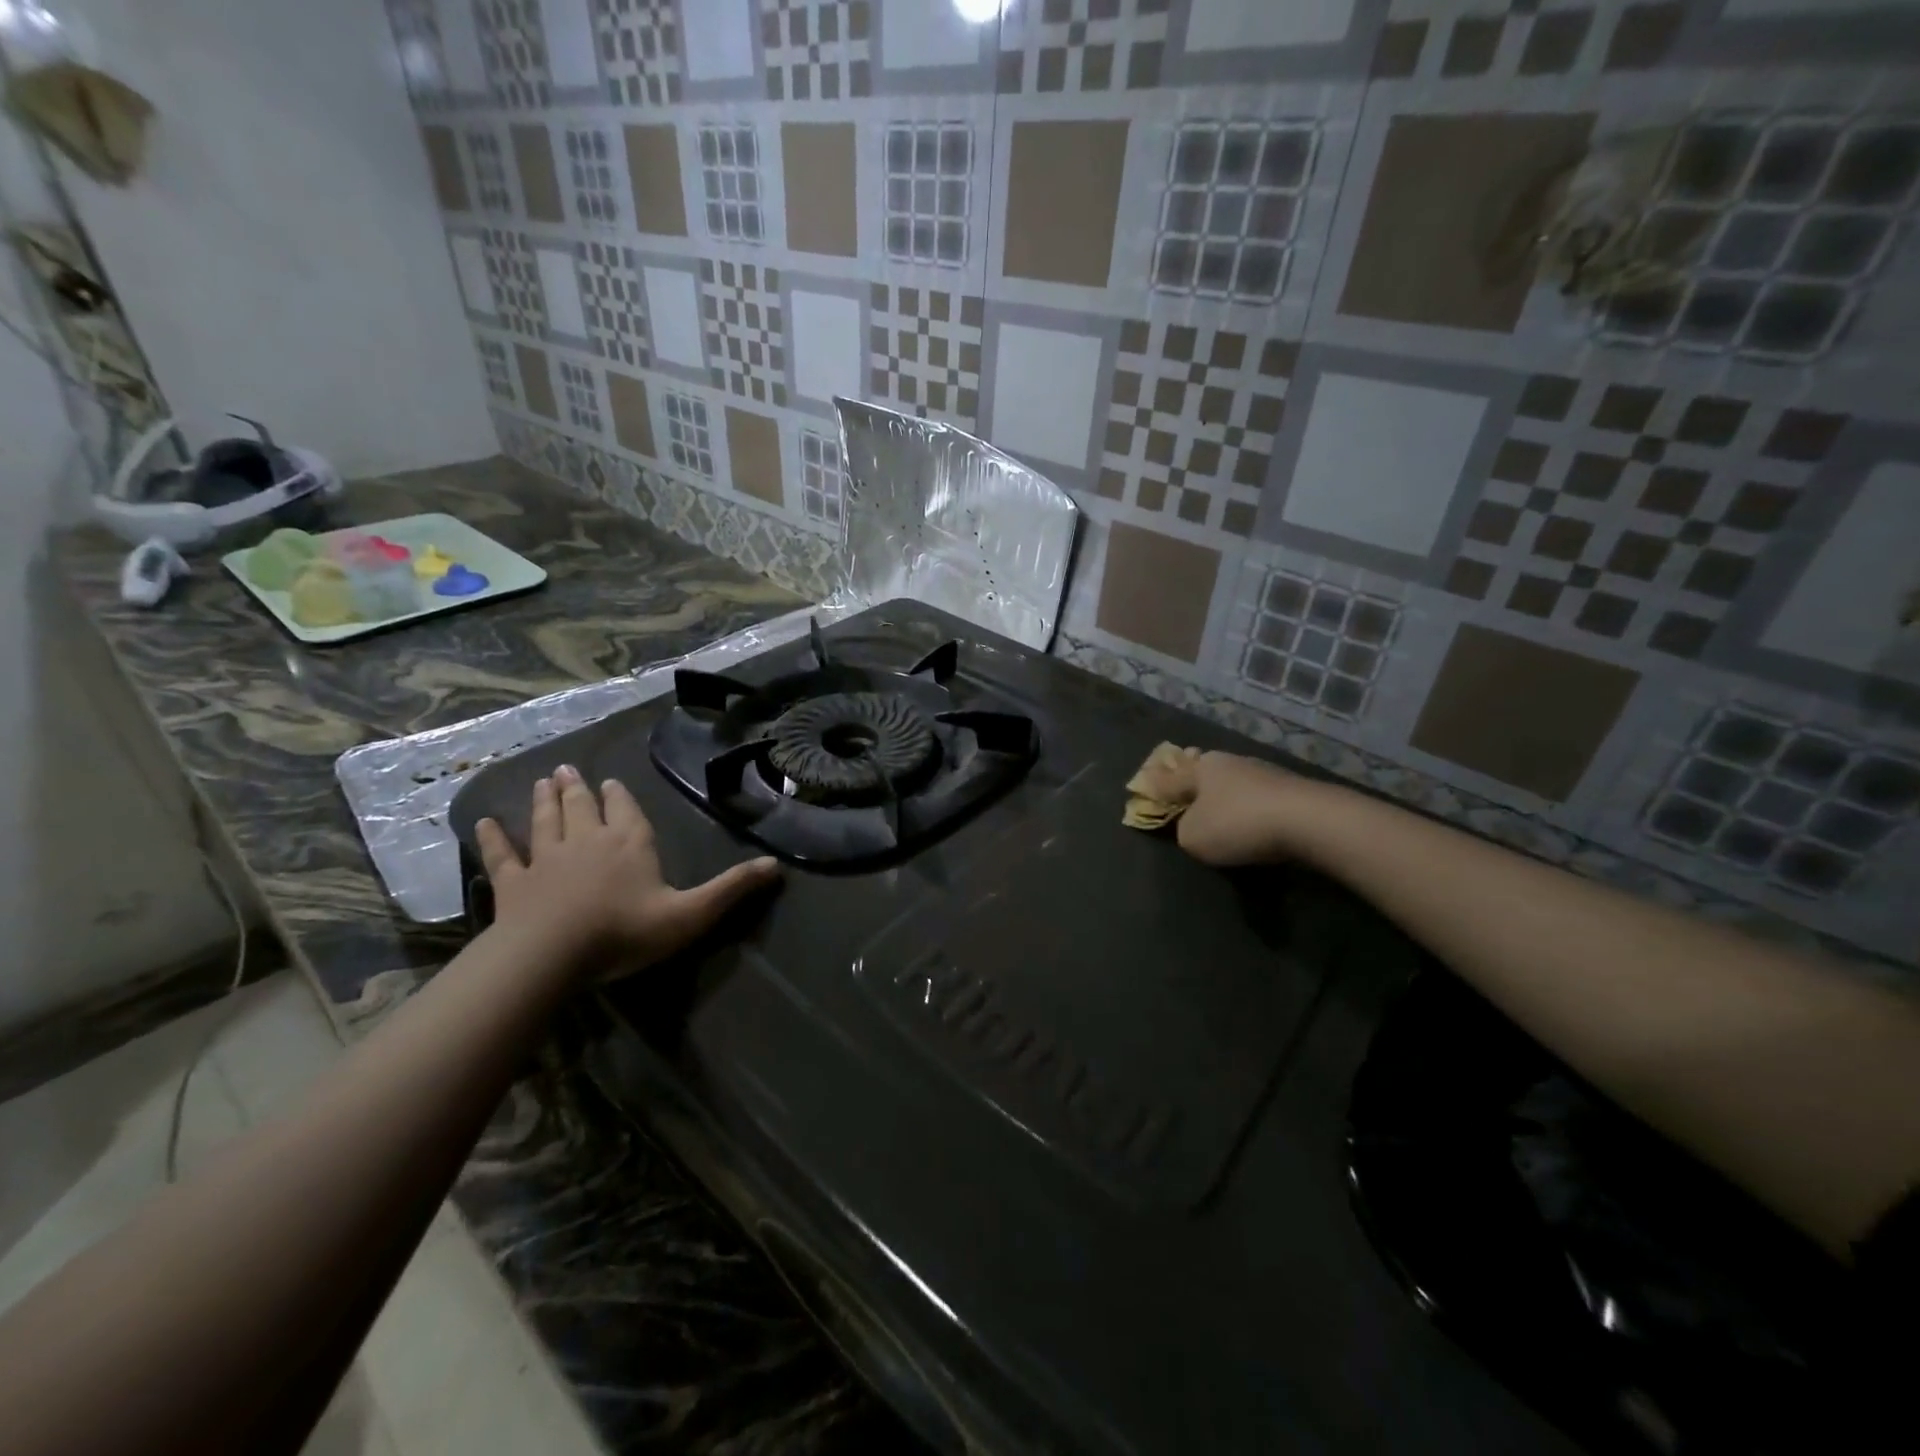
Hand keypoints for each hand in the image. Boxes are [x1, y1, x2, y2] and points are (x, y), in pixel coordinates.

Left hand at [475, 764, 780, 975]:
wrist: (551, 955)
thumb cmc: (625, 932)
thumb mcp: (690, 914)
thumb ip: (731, 890)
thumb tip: (777, 867)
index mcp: (629, 844)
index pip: (626, 811)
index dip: (620, 796)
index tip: (613, 782)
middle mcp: (588, 841)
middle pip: (582, 807)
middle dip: (579, 788)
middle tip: (568, 769)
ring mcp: (547, 859)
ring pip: (546, 821)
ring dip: (545, 800)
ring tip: (543, 780)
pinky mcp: (513, 882)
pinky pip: (503, 854)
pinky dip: (494, 838)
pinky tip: (484, 823)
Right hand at [1135, 750, 1309, 867]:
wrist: (1308, 821)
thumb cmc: (1237, 824)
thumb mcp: (1193, 836)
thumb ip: (1182, 829)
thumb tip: (1192, 823)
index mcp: (1200, 768)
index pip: (1169, 777)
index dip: (1155, 785)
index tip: (1144, 785)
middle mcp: (1229, 762)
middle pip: (1202, 772)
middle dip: (1193, 783)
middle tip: (1185, 795)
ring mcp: (1262, 772)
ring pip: (1232, 782)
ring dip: (1225, 796)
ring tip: (1221, 813)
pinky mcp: (1289, 788)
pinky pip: (1257, 797)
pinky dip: (1250, 807)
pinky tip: (1252, 820)